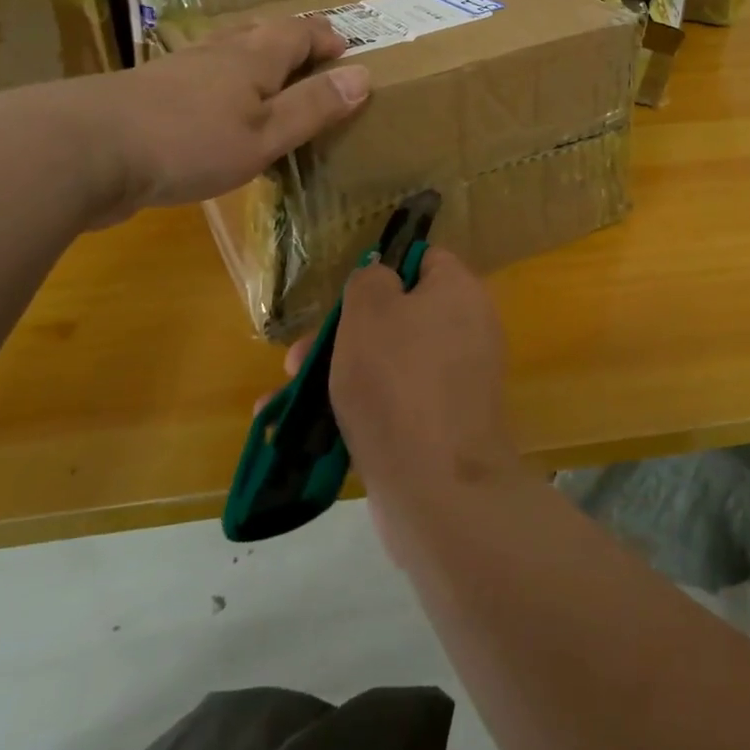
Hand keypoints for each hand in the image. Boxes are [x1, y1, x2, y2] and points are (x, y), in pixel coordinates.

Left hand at [55, 16, 370, 223]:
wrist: (82, 151)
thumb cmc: (189, 142)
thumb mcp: (266, 134)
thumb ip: (313, 107)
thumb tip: (364, 75)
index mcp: (251, 58)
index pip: (297, 32)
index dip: (324, 37)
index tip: (347, 48)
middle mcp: (215, 54)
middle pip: (258, 33)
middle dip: (289, 40)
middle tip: (311, 55)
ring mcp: (175, 72)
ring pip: (224, 52)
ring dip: (252, 59)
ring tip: (267, 77)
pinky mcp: (147, 97)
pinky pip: (198, 79)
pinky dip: (220, 85)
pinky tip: (212, 109)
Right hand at [320, 249, 519, 558]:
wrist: (437, 488)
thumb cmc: (397, 380)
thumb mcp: (370, 310)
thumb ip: (370, 280)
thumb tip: (383, 281)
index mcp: (460, 293)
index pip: (425, 261)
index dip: (383, 270)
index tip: (344, 296)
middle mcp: (467, 333)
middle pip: (399, 317)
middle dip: (343, 334)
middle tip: (298, 356)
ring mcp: (455, 385)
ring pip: (389, 365)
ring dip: (337, 376)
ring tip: (282, 399)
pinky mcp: (441, 429)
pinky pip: (394, 406)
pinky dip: (355, 412)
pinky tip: (301, 432)